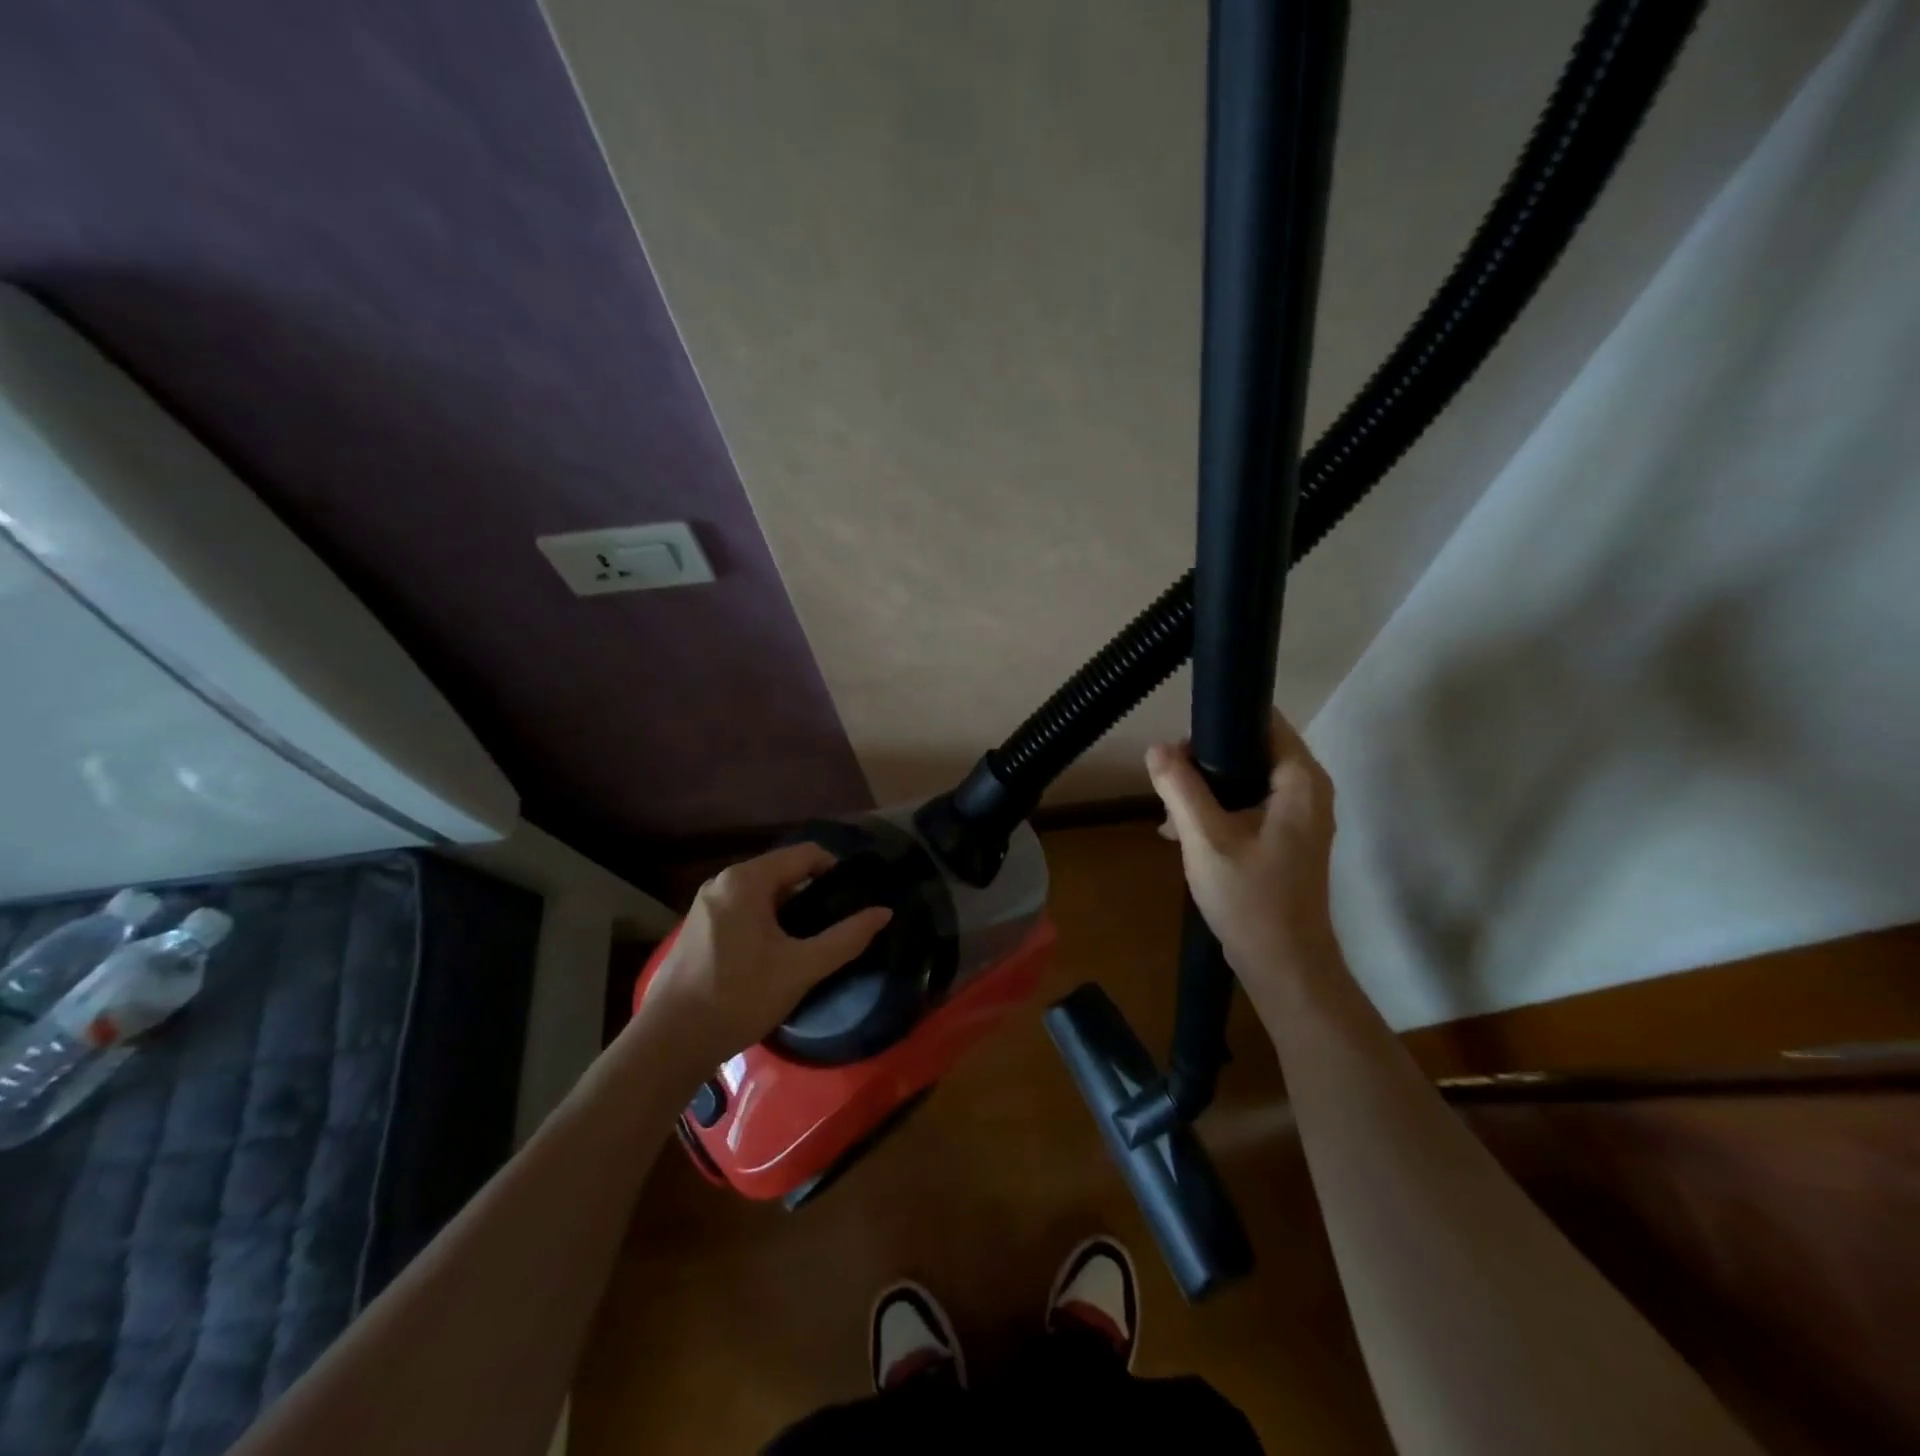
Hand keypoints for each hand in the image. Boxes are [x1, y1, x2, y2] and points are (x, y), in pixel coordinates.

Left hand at [644, 844, 892, 1062]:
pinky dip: (767, 919)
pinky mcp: (698, 927)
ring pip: (763, 892)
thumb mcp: (801, 968)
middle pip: (783, 871)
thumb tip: (884, 912)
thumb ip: (846, 937)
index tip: (857, 897)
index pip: (806, 854)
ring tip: (814, 939)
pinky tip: (778, 952)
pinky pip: (744, 908)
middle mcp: (723, 881)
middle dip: (814, 891)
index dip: (837, 870)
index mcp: (747, 880)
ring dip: (791, 908)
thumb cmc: (740, 996)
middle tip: (839, 922)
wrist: (670, 1042)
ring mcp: (706, 904)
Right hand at [1146, 709, 1338, 987]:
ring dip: (1205, 790)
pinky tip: (1182, 834)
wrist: (1283, 966)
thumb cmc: (1250, 898)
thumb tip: (1156, 748)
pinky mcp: (1285, 840)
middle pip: (1250, 750)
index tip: (1181, 743)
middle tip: (1169, 784)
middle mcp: (1307, 791)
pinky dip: (1216, 812)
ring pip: (1244, 781)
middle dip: (1204, 762)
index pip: (1264, 722)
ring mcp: (1298, 817)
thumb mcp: (1205, 838)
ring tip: (1169, 813)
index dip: (1220, 723)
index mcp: (1300, 781)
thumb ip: (1179, 787)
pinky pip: (1247, 807)